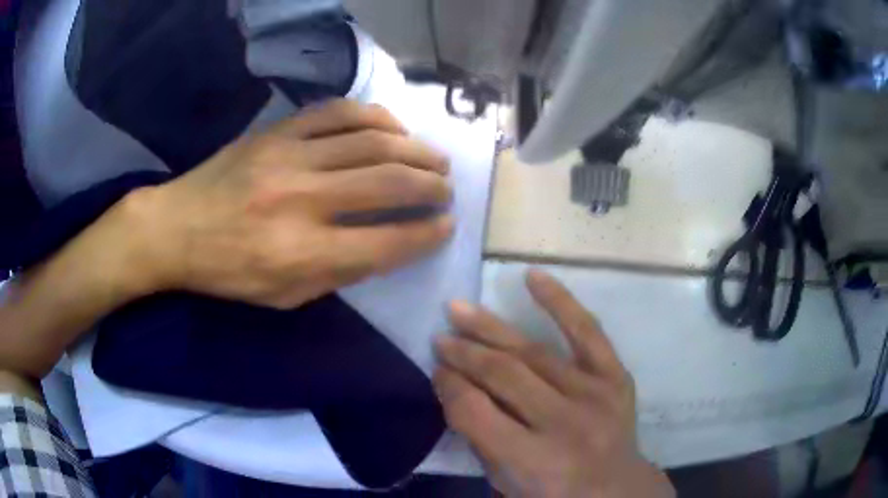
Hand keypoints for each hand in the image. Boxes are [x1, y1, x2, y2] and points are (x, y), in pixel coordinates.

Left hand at [137, 99, 453, 307]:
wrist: (176, 228)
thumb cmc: (227, 273)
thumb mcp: (283, 297)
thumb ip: (337, 273)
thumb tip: (386, 245)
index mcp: (300, 252)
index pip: (384, 241)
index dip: (425, 234)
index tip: (446, 226)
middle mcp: (300, 199)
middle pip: (387, 183)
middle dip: (430, 185)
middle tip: (447, 189)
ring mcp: (288, 156)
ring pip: (371, 140)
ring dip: (413, 149)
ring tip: (433, 158)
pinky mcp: (277, 131)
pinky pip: (337, 112)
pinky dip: (374, 117)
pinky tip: (392, 128)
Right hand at [434, 270, 673, 497]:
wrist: (616, 488)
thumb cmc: (554, 493)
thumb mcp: (505, 484)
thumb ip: (479, 439)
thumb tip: (455, 387)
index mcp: (534, 461)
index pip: (476, 412)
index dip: (449, 386)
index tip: (436, 369)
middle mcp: (565, 424)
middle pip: (503, 375)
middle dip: (464, 353)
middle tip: (440, 337)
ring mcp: (595, 395)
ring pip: (534, 352)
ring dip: (490, 328)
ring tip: (459, 309)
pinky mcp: (615, 377)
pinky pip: (587, 331)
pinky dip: (559, 301)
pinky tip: (532, 276)